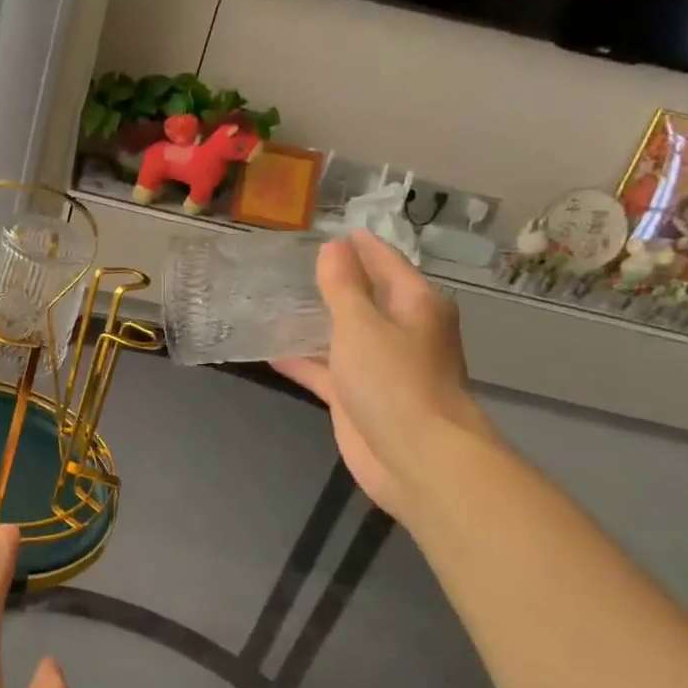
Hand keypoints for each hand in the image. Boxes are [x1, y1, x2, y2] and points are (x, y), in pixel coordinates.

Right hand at [274, 230, 494, 521]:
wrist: (415, 456)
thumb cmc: (394, 380)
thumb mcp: (362, 324)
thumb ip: (343, 286)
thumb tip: (333, 247)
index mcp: (415, 305)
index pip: (386, 263)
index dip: (360, 246)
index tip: (330, 230)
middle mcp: (401, 332)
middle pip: (365, 298)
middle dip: (334, 283)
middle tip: (291, 265)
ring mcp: (379, 367)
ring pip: (343, 335)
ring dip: (315, 322)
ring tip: (275, 302)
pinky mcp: (358, 398)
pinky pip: (326, 370)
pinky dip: (303, 360)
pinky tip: (271, 350)